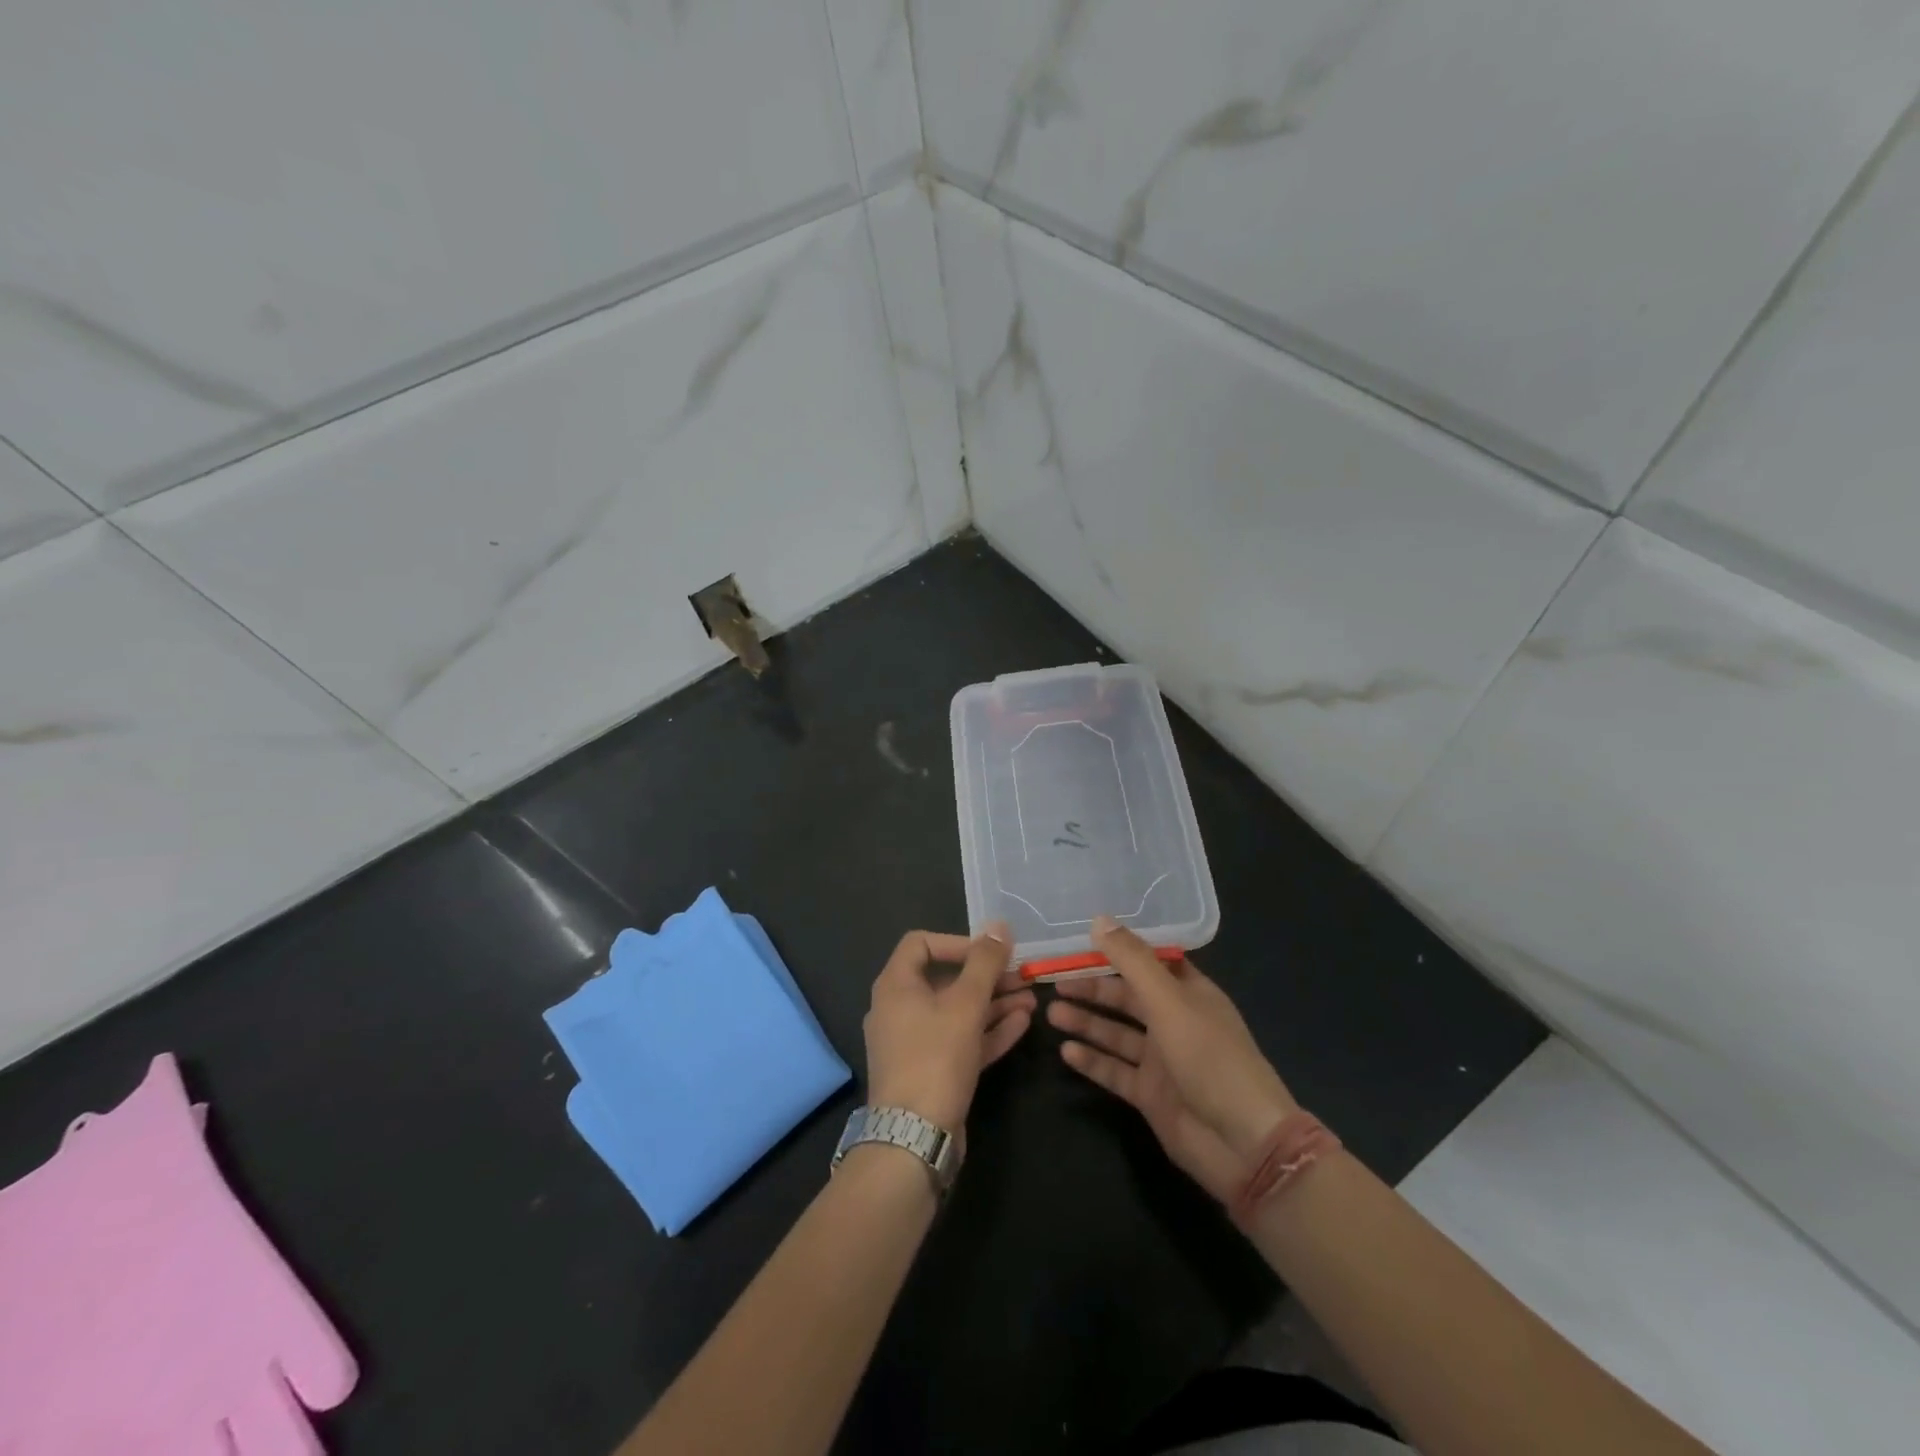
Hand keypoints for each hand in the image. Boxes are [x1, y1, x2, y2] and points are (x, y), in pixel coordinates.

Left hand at [863, 924, 1034, 1131]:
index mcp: (895, 986)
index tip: (990, 953)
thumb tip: (999, 926)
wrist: (914, 1139)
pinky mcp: (931, 1071)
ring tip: (1033, 999)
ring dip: (994, 1003)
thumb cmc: (935, 1058)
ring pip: (957, 1012)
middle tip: (1023, 976)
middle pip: (946, 979)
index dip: (958, 942)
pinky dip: (987, 1030)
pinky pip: (960, 1040)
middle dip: (987, 976)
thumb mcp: (965, 1005)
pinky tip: (1022, 1023)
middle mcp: (900, 1009)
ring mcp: (914, 1043)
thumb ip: (985, 963)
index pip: (921, 943)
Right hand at [1048, 916, 1296, 1202]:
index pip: (1149, 961)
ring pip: (1116, 1033)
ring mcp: (1162, 1060)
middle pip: (1127, 997)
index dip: (1118, 950)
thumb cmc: (1211, 1059)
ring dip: (1086, 1021)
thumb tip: (1098, 919)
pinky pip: (1114, 1070)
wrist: (1242, 1144)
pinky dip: (1092, 1060)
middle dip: (1092, 988)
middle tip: (1054, 980)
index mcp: (1189, 993)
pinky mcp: (1150, 1094)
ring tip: (1051, 1012)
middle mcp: (1174, 1021)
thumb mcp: (1169, 1002)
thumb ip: (1132, 962)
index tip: (1080, 937)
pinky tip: (1065, 1051)